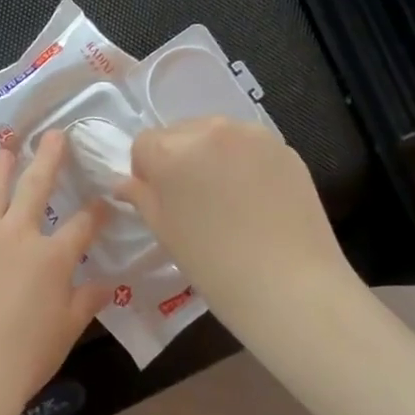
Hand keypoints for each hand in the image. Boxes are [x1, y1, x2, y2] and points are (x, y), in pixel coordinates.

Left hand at [0, 130, 110, 414]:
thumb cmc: (19, 360)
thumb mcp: (63, 334)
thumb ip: (84, 303)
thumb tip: (108, 284)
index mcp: (51, 259)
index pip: (81, 227)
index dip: (95, 212)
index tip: (103, 199)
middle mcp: (17, 235)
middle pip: (37, 187)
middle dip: (49, 158)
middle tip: (54, 134)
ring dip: (2, 166)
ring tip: (7, 146)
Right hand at [117, 117, 353, 318]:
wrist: (291, 285)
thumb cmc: (214, 264)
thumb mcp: (164, 231)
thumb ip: (141, 197)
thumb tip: (124, 183)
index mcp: (171, 150)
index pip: (143, 144)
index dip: (145, 171)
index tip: (159, 200)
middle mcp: (210, 130)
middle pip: (179, 133)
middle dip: (178, 158)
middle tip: (191, 200)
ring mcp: (251, 134)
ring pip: (215, 134)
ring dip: (210, 156)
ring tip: (225, 198)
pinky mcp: (283, 147)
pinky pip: (248, 145)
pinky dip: (242, 161)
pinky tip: (254, 198)